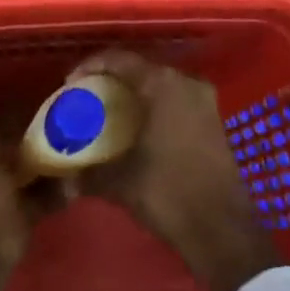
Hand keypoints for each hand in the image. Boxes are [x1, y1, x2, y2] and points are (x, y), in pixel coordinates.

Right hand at [74, 49, 280, 290]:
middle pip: (142, 69)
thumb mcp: (121, 183)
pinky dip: (156, 107)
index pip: (120, 60)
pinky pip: (177, 101)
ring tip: (111, 111)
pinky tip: (139, 128)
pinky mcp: (214, 121)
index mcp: (163, 85)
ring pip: (162, 86)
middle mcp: (186, 83)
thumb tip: (67, 178)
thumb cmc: (169, 193)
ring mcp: (205, 102)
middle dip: (114, 80)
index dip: (92, 66)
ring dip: (137, 94)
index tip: (71, 82)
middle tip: (90, 95)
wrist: (222, 230)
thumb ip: (90, 173)